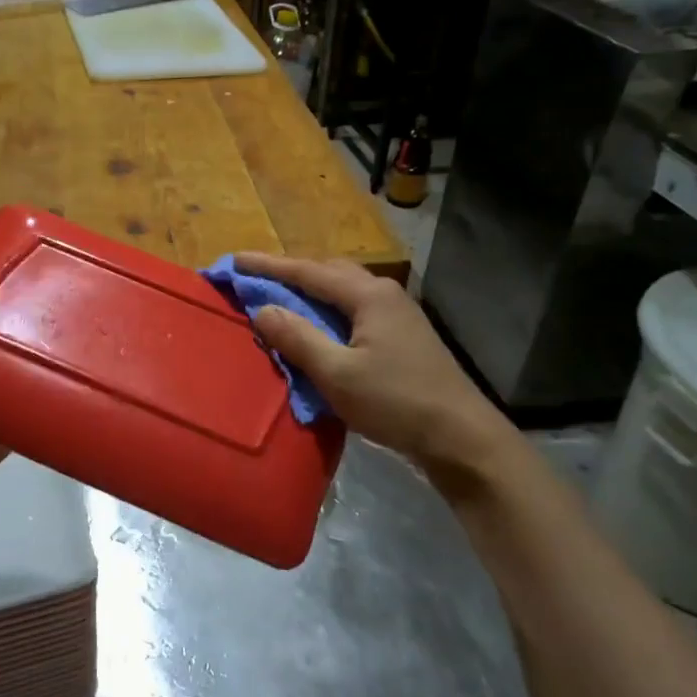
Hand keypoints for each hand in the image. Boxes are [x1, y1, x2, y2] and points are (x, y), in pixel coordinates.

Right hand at [236, 253, 509, 474]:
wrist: (460, 436)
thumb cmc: (396, 402)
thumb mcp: (338, 374)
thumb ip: (298, 338)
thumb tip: (262, 309)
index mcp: (368, 295)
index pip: (308, 271)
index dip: (269, 266)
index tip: (235, 260)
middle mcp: (384, 293)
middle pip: (329, 272)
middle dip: (290, 272)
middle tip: (256, 279)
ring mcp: (397, 313)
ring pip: (344, 291)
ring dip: (310, 290)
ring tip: (280, 298)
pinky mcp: (402, 335)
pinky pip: (354, 310)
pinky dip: (327, 310)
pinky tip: (317, 327)